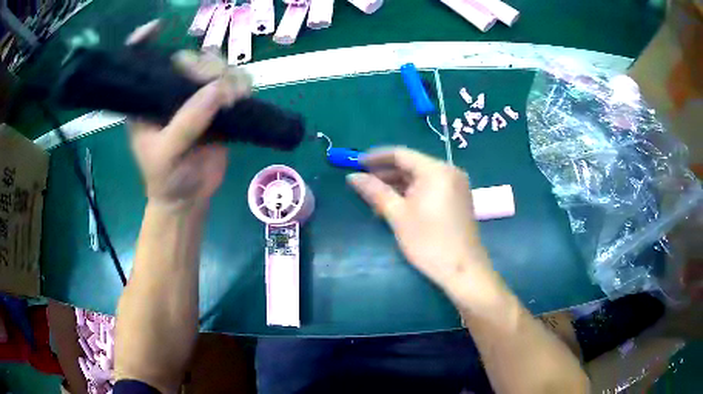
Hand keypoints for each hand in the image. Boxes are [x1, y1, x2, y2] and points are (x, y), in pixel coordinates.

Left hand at [126, 21, 251, 209]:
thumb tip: (219, 88)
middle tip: (216, 87)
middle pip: (189, 58)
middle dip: (204, 66)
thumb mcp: (167, 154)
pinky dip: (242, 84)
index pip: (140, 61)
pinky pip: (234, 82)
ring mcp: (196, 96)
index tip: (157, 28)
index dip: (144, 40)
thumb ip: (188, 122)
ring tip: (234, 97)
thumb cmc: (166, 178)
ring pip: (216, 66)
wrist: (189, 198)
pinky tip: (243, 96)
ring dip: (229, 74)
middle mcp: (170, 91)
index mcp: (147, 100)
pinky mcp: (218, 104)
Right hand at [347, 147, 502, 305]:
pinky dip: (413, 193)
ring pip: (421, 177)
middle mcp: (449, 171)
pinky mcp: (458, 198)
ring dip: (398, 185)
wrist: (463, 270)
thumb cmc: (429, 242)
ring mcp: (456, 185)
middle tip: (363, 183)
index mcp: (436, 170)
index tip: (357, 164)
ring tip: (376, 197)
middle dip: (386, 173)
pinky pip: (431, 187)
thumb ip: (375, 192)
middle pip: (412, 164)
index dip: (376, 157)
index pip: (401, 154)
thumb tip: (353, 177)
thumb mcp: (398, 216)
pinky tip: (397, 205)